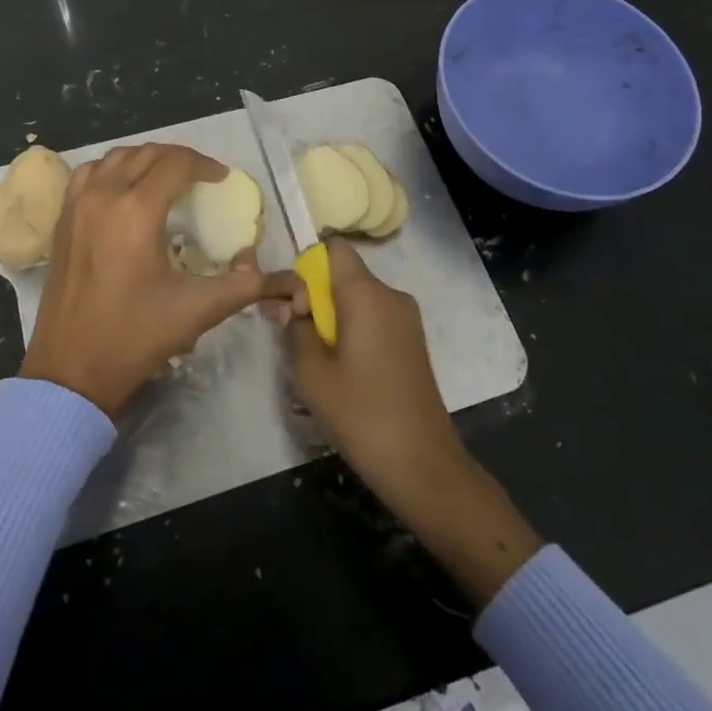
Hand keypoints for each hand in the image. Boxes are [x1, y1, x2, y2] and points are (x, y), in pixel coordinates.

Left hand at [20, 144, 273, 417]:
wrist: (71, 370)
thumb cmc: (134, 337)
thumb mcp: (198, 311)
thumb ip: (242, 284)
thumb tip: (260, 262)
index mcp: (137, 211)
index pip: (176, 164)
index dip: (205, 165)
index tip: (222, 179)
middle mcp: (104, 196)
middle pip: (146, 154)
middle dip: (179, 159)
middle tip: (201, 177)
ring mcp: (77, 206)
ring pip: (115, 158)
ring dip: (145, 159)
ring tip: (166, 178)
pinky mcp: (61, 220)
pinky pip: (89, 174)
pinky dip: (112, 169)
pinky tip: (124, 190)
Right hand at [285, 238, 463, 503]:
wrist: (421, 462)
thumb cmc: (360, 413)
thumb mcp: (311, 372)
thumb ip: (294, 327)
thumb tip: (289, 304)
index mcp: (365, 293)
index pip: (334, 248)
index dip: (308, 264)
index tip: (292, 299)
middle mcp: (390, 294)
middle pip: (344, 274)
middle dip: (315, 294)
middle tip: (291, 332)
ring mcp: (407, 318)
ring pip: (359, 298)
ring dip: (333, 315)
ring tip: (316, 357)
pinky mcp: (413, 340)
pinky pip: (375, 317)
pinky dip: (354, 329)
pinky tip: (344, 369)